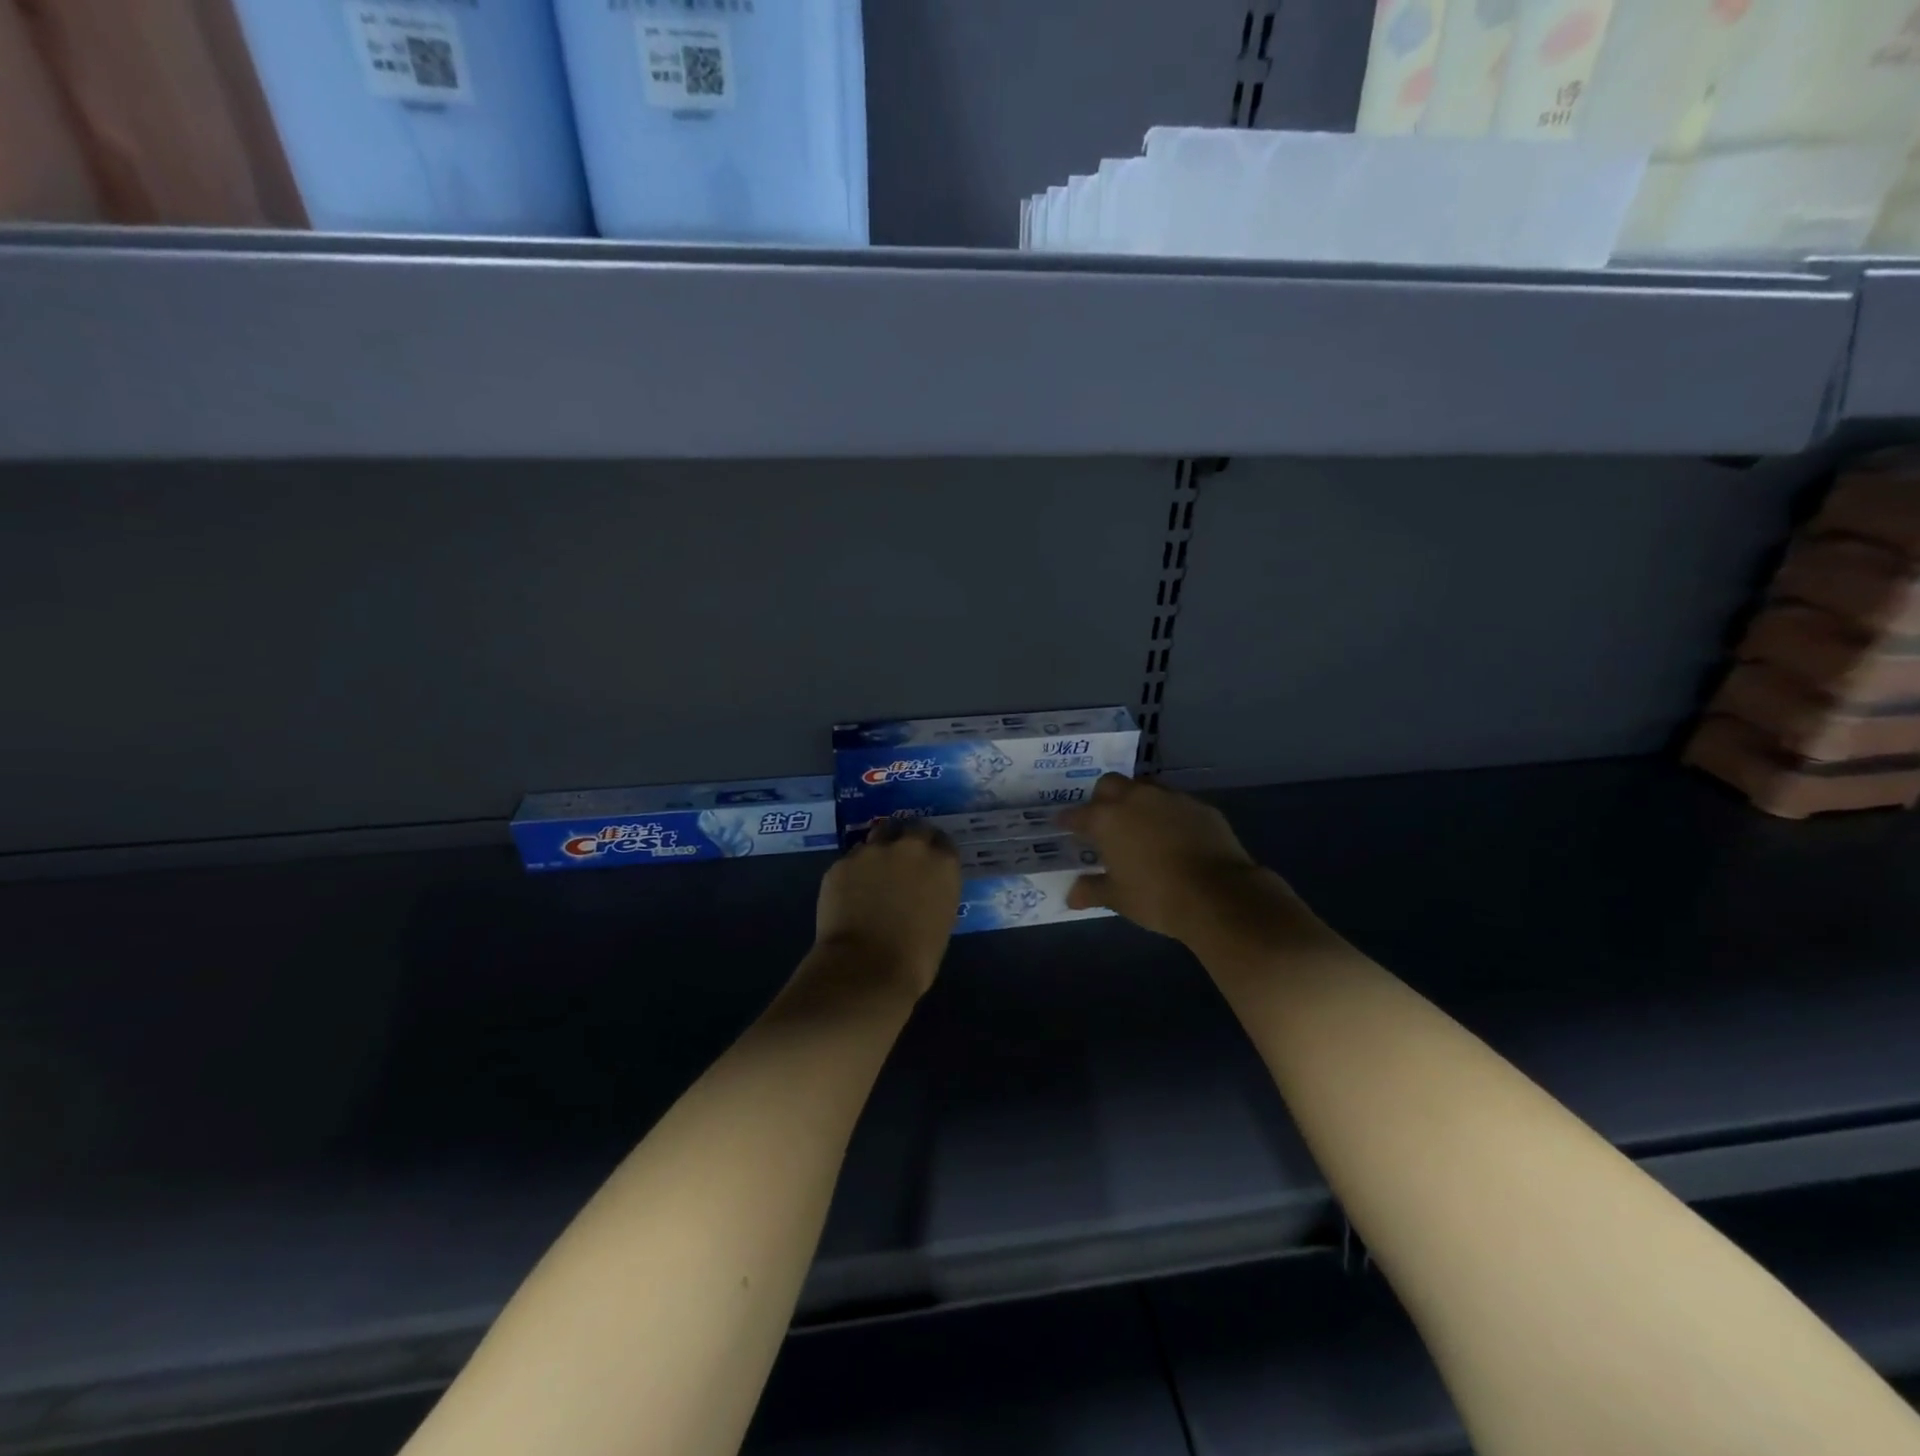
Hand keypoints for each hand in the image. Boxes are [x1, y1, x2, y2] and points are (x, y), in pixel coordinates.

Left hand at [811, 819, 961, 998]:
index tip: (929, 863)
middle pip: (912, 829)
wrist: (866, 969)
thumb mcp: (942, 921)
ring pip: (878, 837)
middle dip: (908, 840)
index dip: (935, 851)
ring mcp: (872, 851)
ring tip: (873, 873)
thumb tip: (924, 890)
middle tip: (902, 860)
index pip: (943, 842)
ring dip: (879, 850)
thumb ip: (935, 893)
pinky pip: (851, 860)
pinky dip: (854, 872)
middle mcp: (910, 847)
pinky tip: (849, 892)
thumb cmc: (915, 958)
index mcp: (942, 864)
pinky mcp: (842, 863)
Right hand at [1059, 775, 1297, 944]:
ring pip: (1145, 788)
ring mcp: (1171, 798)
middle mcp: (1136, 799)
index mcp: (1108, 819)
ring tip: (1139, 824)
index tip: (1061, 824)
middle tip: (1103, 820)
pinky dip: (1168, 814)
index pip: (1077, 814)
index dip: (1067, 820)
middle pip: (1110, 784)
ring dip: (1137, 801)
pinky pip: (1176, 803)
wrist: (1218, 894)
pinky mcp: (1200, 806)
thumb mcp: (1118, 898)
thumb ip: (1092, 890)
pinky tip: (1173, 835)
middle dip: (1102, 798)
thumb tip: (1071, 895)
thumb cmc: (1156, 896)